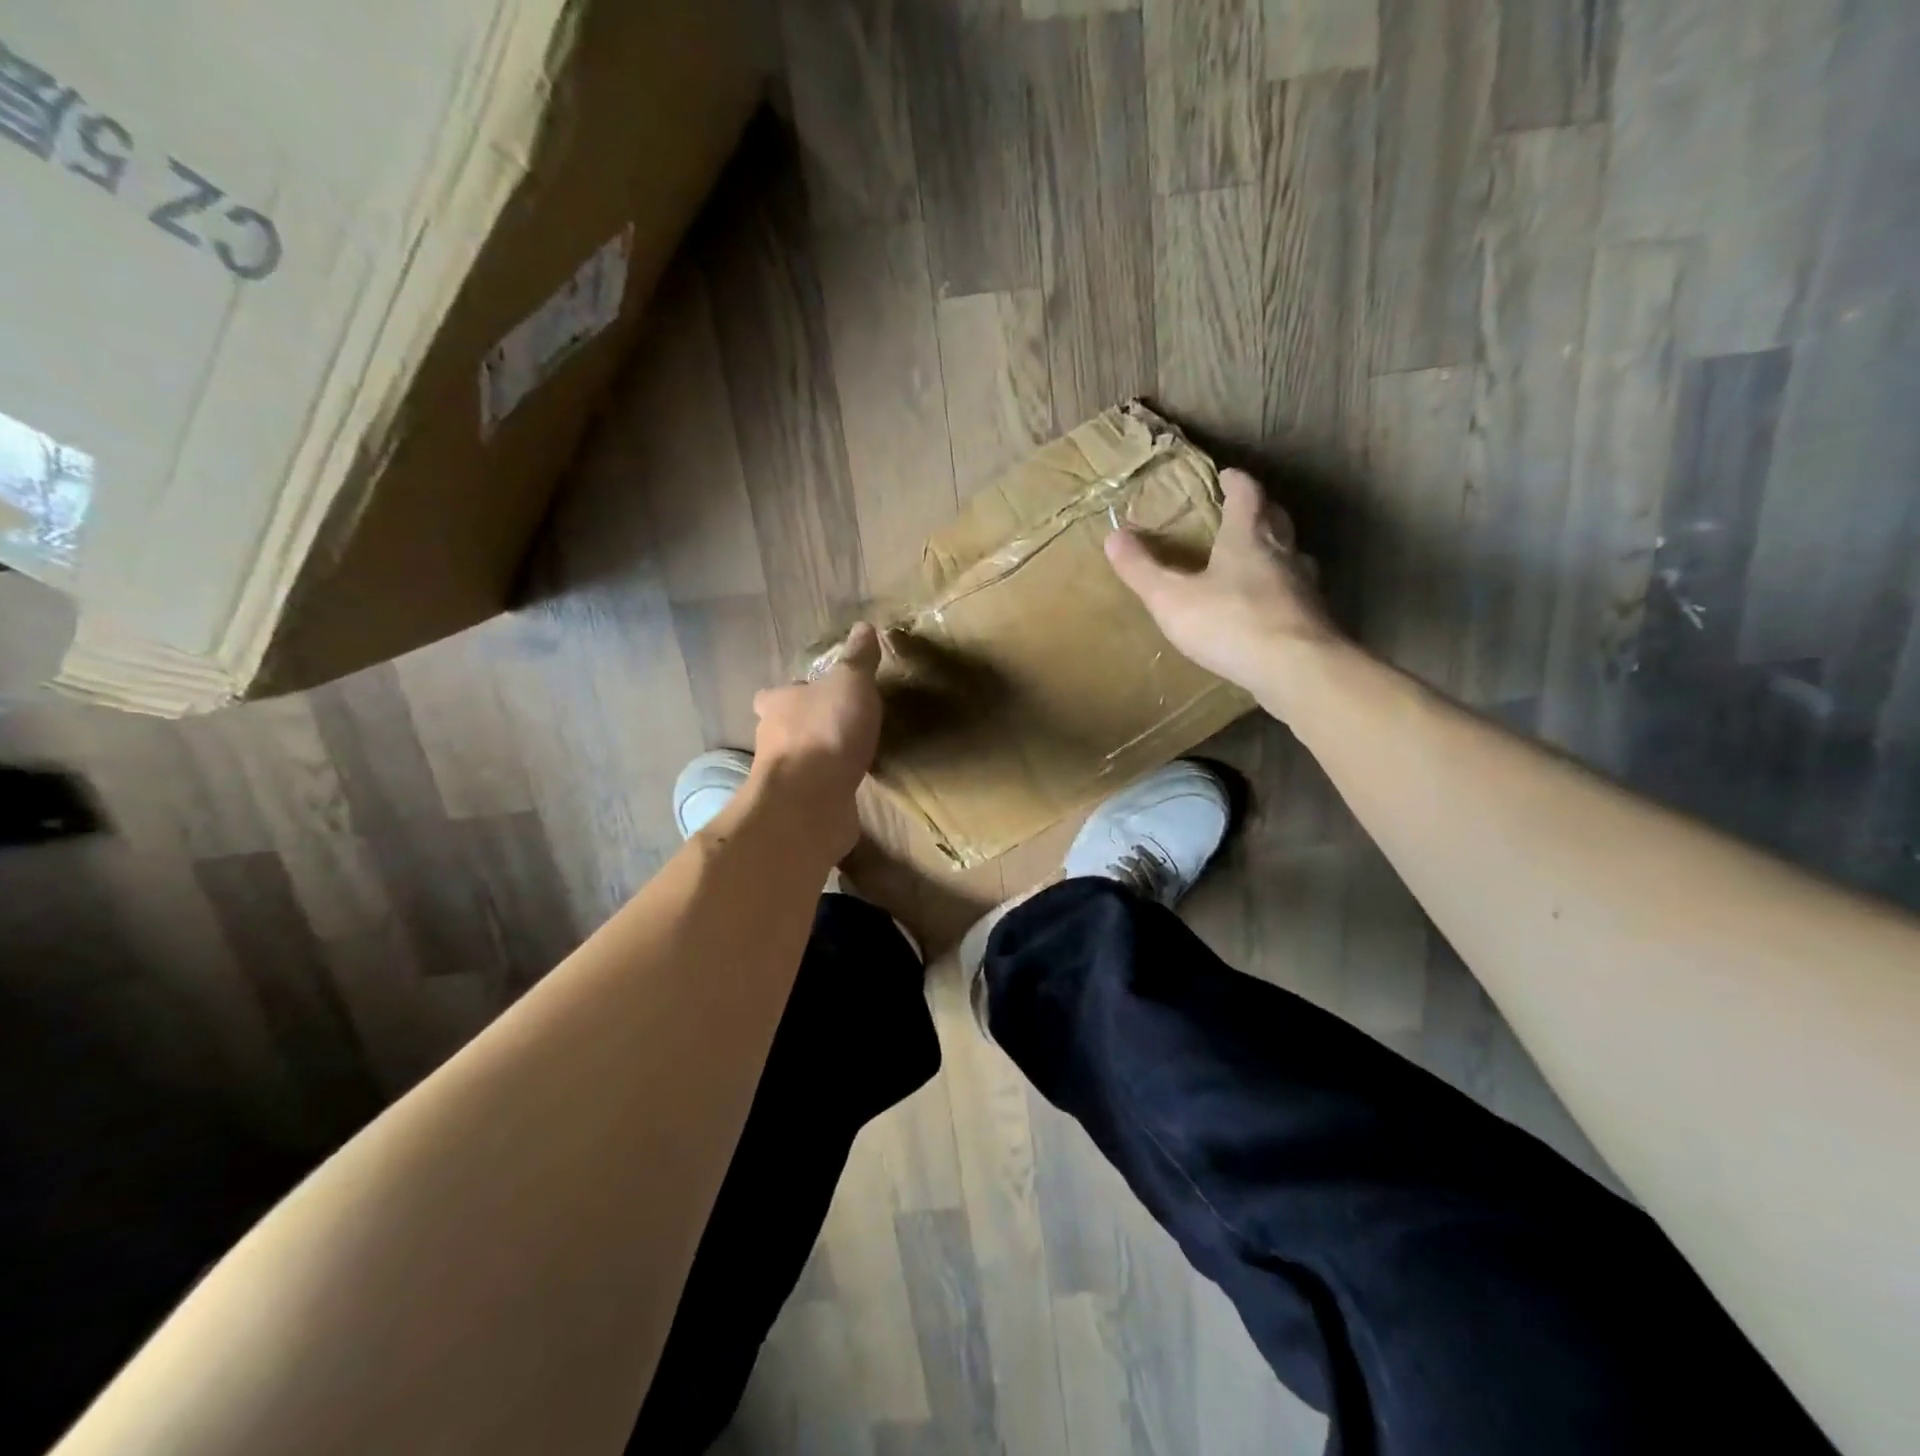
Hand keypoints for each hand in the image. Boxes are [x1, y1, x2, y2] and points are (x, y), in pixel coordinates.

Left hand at [746, 622, 883, 852]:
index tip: (813, 694)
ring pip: (800, 761)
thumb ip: (858, 659)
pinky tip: (850, 787)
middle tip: (838, 724)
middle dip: (806, 727)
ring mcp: (783, 777)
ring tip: (850, 755)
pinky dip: (829, 787)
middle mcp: (772, 739)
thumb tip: (864, 627)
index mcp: (778, 703)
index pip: (774, 694)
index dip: (792, 693)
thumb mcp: (850, 683)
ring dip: (818, 759)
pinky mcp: (798, 807)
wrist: (810, 801)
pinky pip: (816, 791)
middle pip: (785, 728)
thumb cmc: (826, 731)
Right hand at [1105, 468, 1338, 712]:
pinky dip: (1283, 591)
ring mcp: (1304, 587)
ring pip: (1293, 556)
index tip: (1227, 475)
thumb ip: (1142, 569)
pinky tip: (1271, 608)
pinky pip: (1297, 594)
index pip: (1247, 495)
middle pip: (1276, 520)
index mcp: (1248, 538)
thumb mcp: (1171, 598)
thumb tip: (1113, 535)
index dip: (1236, 482)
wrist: (1294, 669)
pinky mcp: (1313, 619)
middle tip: (1244, 512)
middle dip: (1260, 511)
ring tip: (1259, 560)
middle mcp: (1282, 553)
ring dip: (1277, 551)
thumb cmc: (1229, 623)